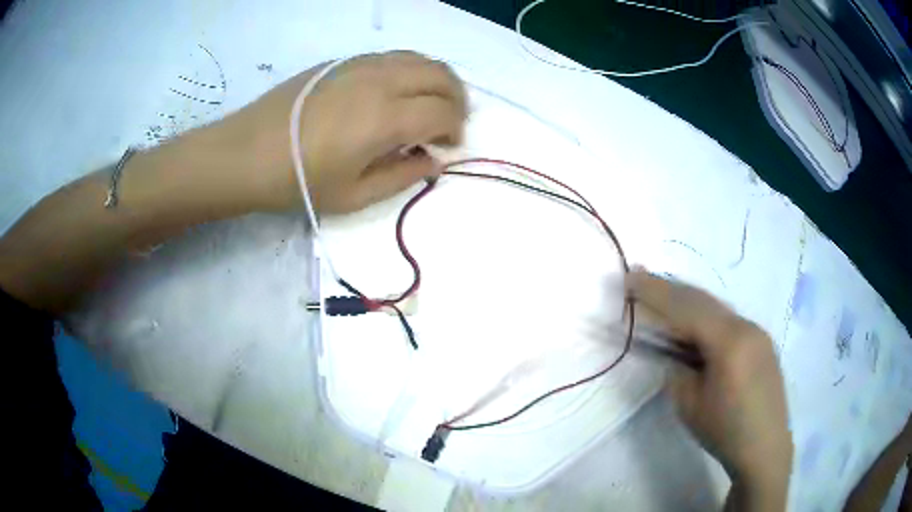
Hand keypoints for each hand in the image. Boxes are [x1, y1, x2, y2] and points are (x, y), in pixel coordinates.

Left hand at [216, 50, 466, 213]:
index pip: (443, 111)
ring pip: (419, 58)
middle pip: (441, 75)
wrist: (246, 153)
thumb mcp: (355, 195)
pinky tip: (396, 91)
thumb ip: (403, 176)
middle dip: (456, 98)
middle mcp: (380, 80)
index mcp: (386, 118)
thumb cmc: (298, 182)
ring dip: (436, 80)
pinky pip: (392, 56)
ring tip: (428, 104)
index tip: (447, 146)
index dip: (455, 129)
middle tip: (448, 122)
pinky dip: (410, 70)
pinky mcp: (342, 61)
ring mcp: (360, 65)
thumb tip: (433, 161)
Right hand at [626, 270, 792, 508]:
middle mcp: (747, 327)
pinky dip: (707, 317)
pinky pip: (730, 321)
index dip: (656, 292)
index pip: (687, 308)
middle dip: (671, 288)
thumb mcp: (689, 406)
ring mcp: (758, 332)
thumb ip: (677, 371)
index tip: (630, 278)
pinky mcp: (762, 343)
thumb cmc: (725, 432)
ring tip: (664, 298)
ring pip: (718, 308)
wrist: (765, 449)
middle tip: (642, 278)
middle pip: (703, 300)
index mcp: (729, 342)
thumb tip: (675, 354)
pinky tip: (696, 325)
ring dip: (689, 302)